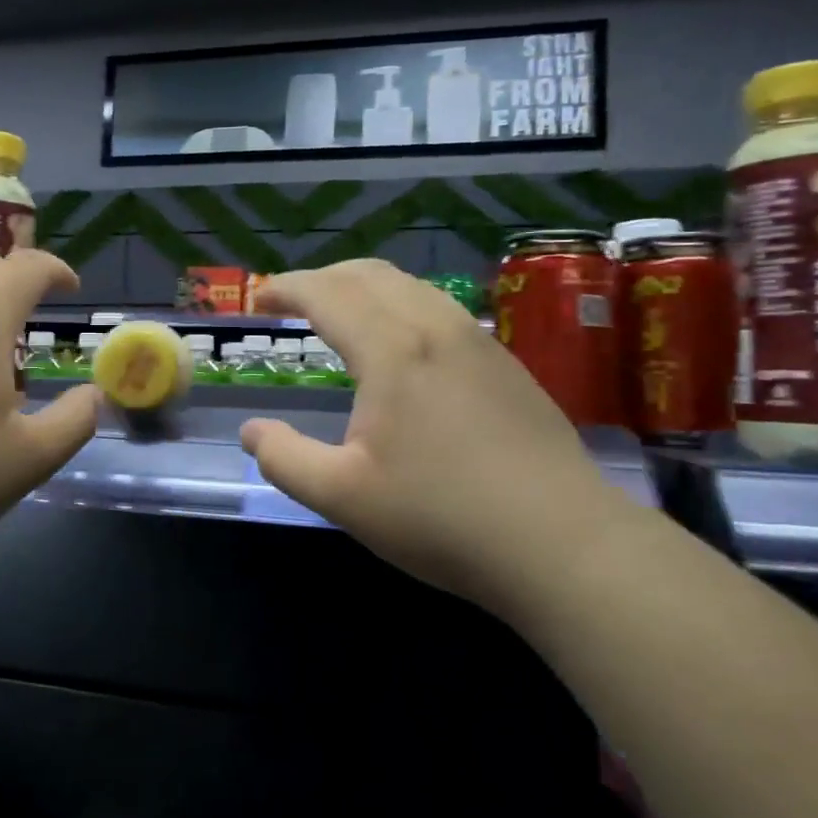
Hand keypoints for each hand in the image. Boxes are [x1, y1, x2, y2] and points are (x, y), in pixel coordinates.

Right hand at [240, 260, 623, 612]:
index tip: (258, 300)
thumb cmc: (442, 517)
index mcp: (392, 350)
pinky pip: (439, 308)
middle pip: (369, 274)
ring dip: (363, 287)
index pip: (327, 294)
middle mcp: (435, 328)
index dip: (286, 288)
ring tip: (339, 316)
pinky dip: (400, 305)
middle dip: (322, 278)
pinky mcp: (505, 364)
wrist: (564, 544)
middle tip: (291, 303)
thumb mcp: (343, 497)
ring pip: (410, 286)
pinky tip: (400, 346)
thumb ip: (285, 459)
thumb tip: (252, 432)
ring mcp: (478, 342)